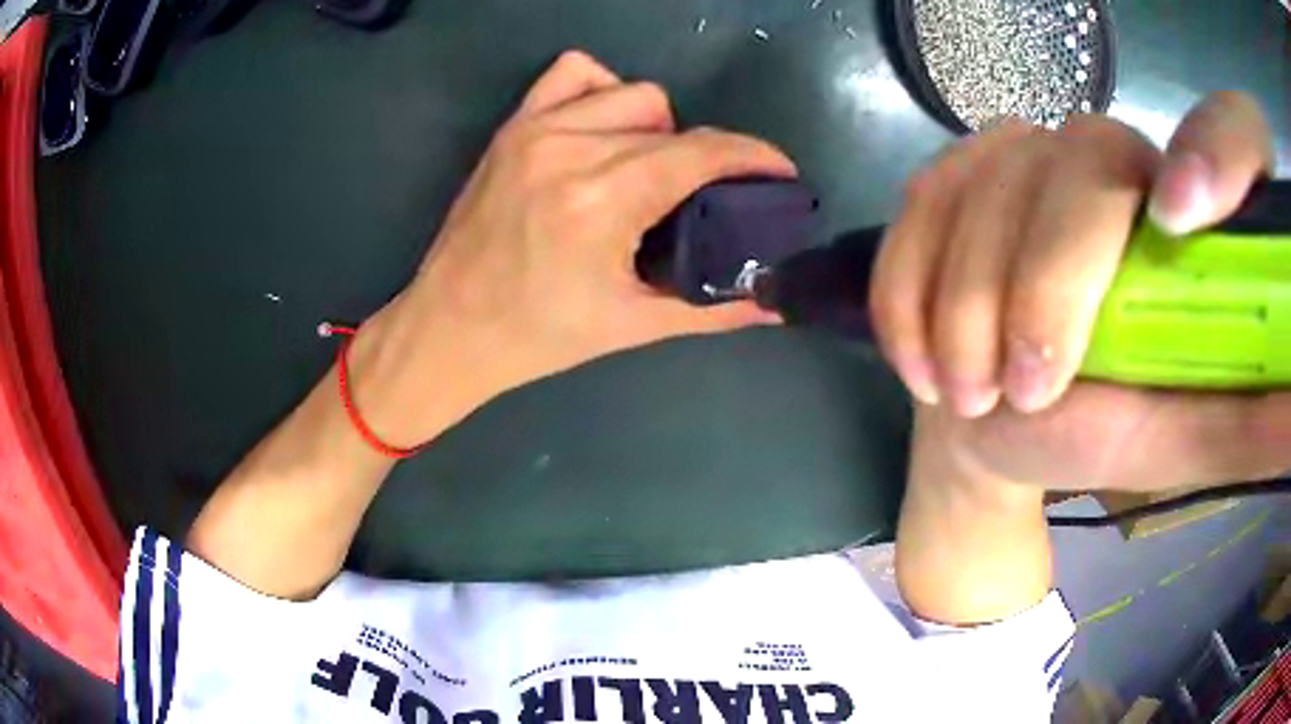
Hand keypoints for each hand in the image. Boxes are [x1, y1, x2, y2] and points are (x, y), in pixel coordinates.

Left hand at [351, 51, 792, 446]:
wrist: (449, 328)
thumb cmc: (538, 337)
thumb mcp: (632, 326)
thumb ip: (714, 310)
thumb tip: (777, 305)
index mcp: (602, 200)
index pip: (702, 153)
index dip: (754, 157)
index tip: (780, 173)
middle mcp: (571, 150)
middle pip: (675, 124)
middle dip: (707, 159)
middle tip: (702, 199)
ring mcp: (537, 130)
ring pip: (633, 93)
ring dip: (658, 126)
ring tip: (648, 167)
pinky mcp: (513, 126)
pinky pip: (574, 74)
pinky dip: (603, 91)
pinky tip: (604, 128)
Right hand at [872, 92, 1290, 491]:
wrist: (992, 419)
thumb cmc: (1090, 431)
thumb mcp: (1176, 439)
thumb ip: (1240, 423)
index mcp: (1172, 205)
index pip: (1200, 145)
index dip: (1207, 155)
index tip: (1187, 215)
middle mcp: (1097, 150)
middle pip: (1072, 174)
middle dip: (1038, 291)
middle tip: (1017, 395)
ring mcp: (1012, 149)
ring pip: (983, 195)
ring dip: (962, 310)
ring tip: (963, 396)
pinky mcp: (945, 172)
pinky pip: (918, 210)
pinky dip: (908, 292)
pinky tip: (918, 358)